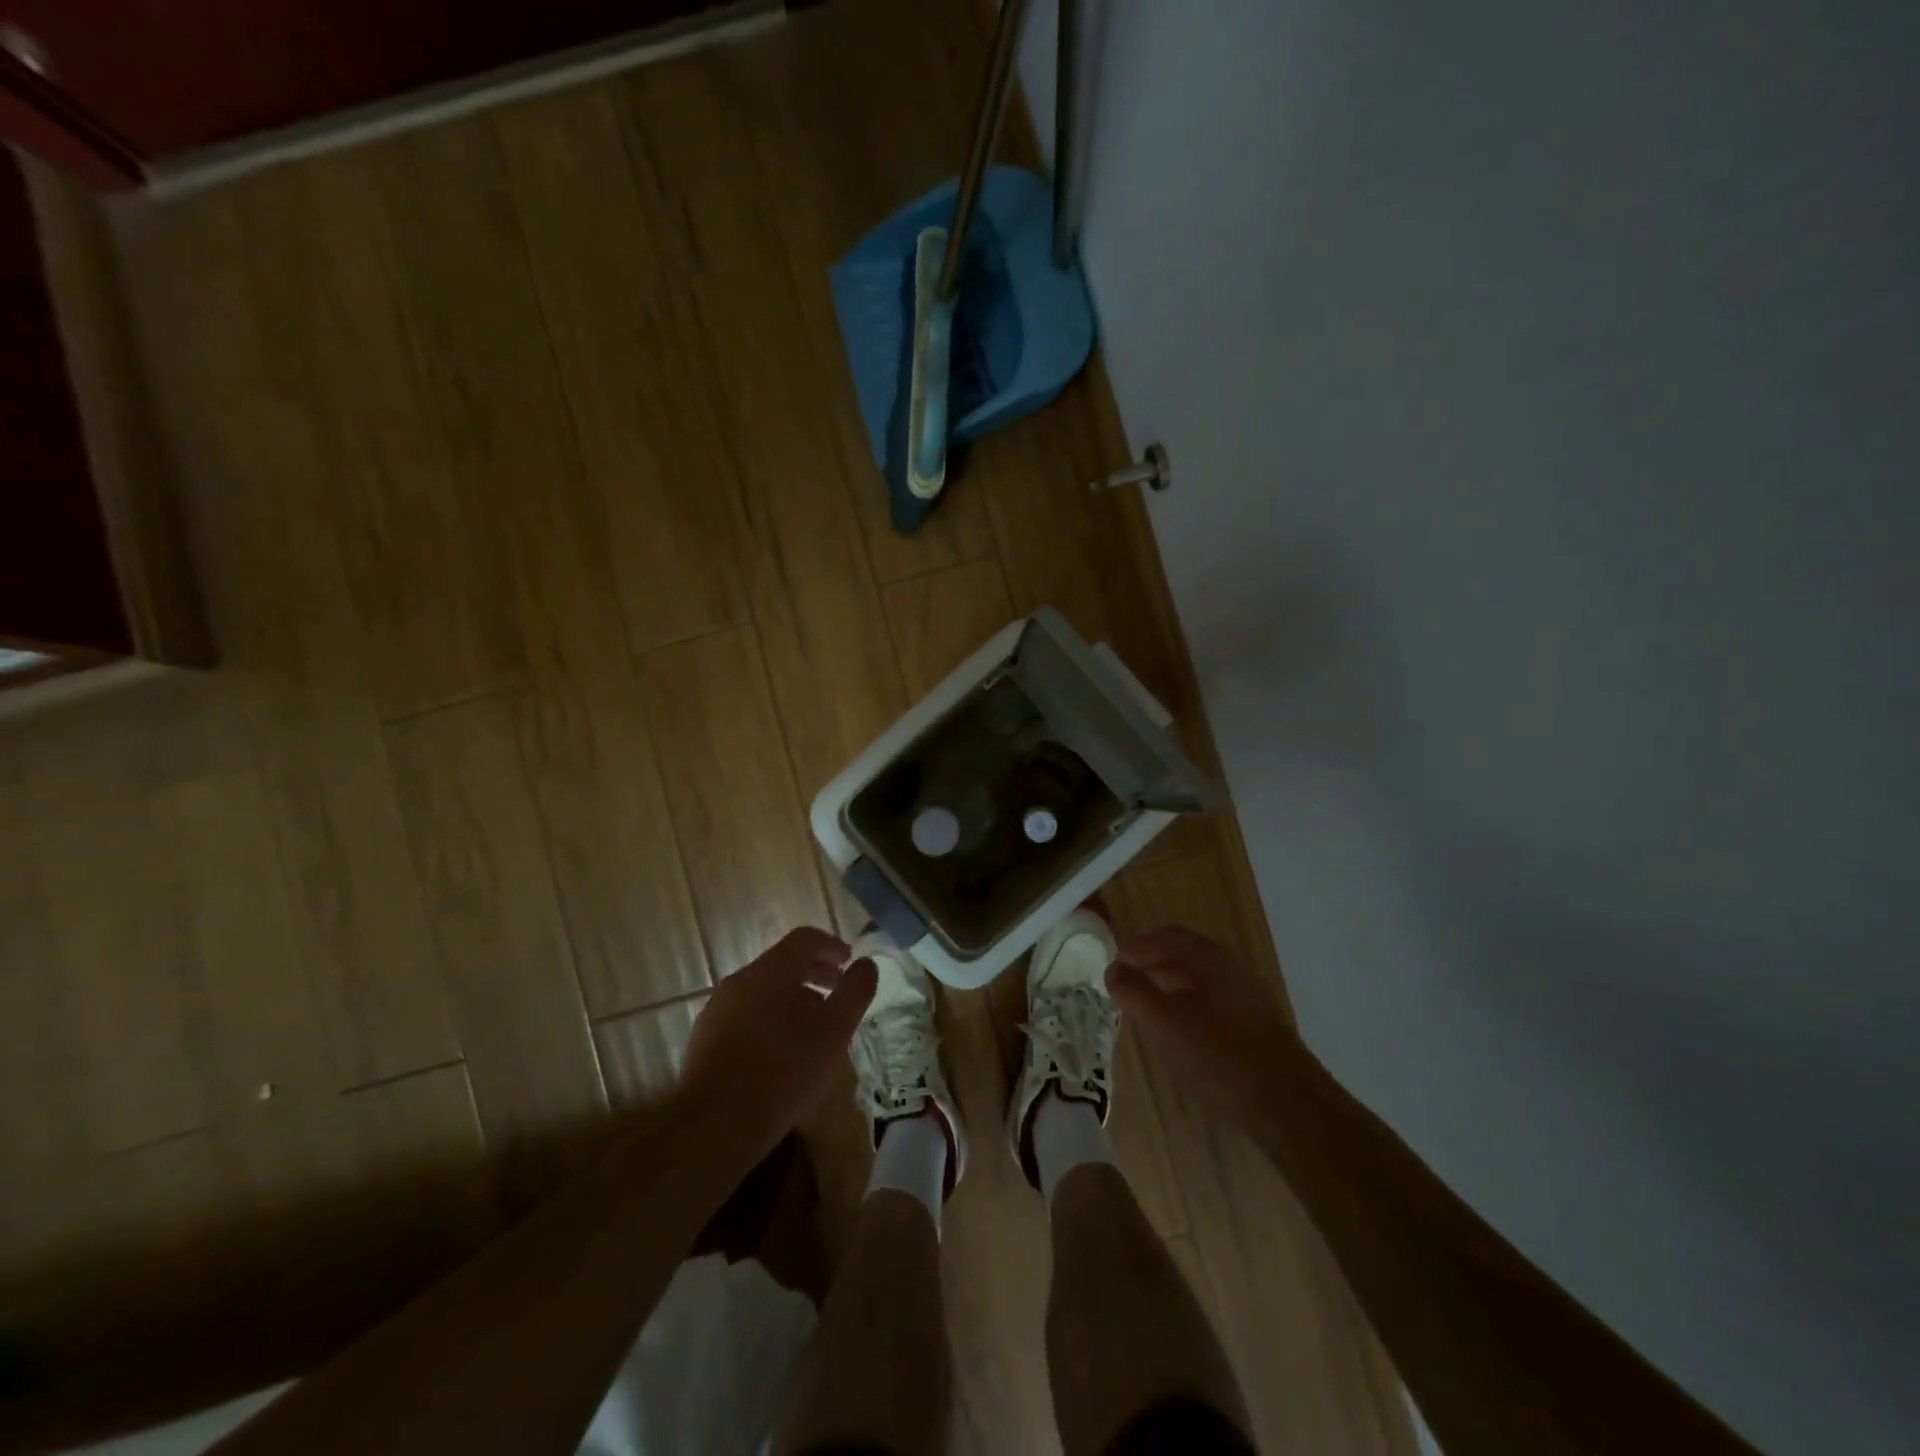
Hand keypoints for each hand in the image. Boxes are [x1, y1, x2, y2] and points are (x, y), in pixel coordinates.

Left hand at [678, 927, 878, 1159]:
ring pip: (763, 989)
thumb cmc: (785, 1071)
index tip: (849, 963)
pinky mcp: (705, 1037)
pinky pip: (745, 1013)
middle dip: (814, 972)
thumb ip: (855, 991)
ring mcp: (717, 1008)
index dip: (831, 945)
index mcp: (771, 971)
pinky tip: (781, 1051)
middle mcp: (740, 980)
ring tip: (813, 1026)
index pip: (804, 938)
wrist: (716, 1126)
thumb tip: (865, 964)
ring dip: (792, 996)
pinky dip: (770, 1017)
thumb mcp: (835, 1031)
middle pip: (782, 962)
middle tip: (837, 992)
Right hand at [1107, 926, 1300, 1130]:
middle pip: (1183, 954)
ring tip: (1146, 1006)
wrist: (1288, 1103)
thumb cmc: (1219, 1056)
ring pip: (1198, 979)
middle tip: (1126, 982)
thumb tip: (1113, 968)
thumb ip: (1134, 992)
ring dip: (1169, 984)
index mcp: (1207, 957)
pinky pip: (1211, 1000)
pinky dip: (1188, 1003)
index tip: (1114, 963)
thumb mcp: (1164, 1023)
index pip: (1164, 937)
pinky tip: (1180, 1030)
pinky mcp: (1255, 1022)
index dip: (1136, 947)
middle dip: (1152, 964)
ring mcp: (1246, 994)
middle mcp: (1229, 966)